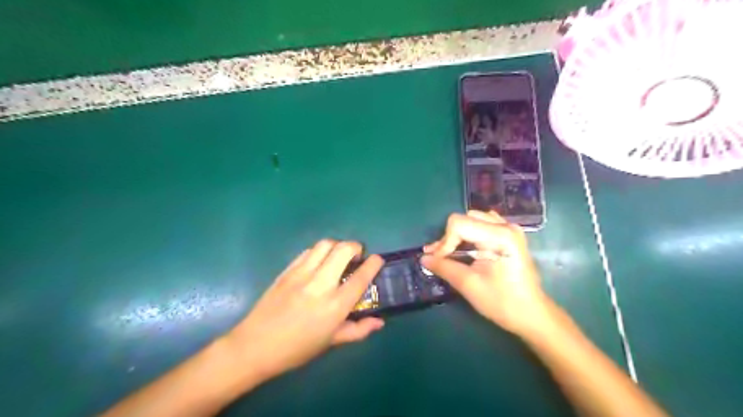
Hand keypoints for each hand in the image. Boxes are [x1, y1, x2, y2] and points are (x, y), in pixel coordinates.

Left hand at [224, 239, 389, 381]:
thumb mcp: (331, 342)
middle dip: (356, 247)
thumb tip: (379, 322)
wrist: (255, 346)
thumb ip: (358, 330)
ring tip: (338, 256)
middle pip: (343, 250)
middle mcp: (321, 284)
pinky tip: (318, 262)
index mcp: (335, 305)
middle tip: (357, 256)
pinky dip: (319, 251)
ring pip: (325, 245)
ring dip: (337, 246)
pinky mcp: (287, 270)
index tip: (378, 260)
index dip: (374, 263)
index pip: (361, 276)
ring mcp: (301, 274)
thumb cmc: (297, 349)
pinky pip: (307, 251)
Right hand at [424, 211, 550, 334]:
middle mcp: (505, 226)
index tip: (438, 262)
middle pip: (465, 219)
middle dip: (449, 238)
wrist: (532, 315)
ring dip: (458, 235)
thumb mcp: (469, 285)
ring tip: (448, 253)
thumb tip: (423, 258)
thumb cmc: (502, 302)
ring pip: (472, 219)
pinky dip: (469, 234)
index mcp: (499, 235)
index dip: (444, 242)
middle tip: (439, 258)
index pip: (459, 224)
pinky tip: (466, 248)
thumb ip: (444, 267)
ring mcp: (509, 229)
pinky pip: (483, 225)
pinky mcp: (509, 235)